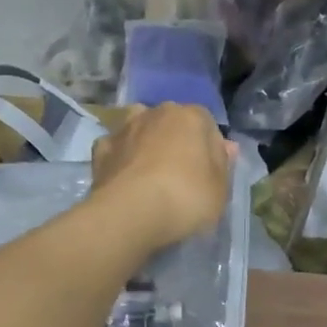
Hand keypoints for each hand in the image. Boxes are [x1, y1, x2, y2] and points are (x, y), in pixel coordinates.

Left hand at [90, 104, 235, 248]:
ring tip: (149, 171)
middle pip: (172, 123)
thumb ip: (223, 165)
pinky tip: (124, 176)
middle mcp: (156, 113)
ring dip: (146, 142)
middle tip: (180, 175)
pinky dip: (120, 158)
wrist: (130, 213)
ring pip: (140, 128)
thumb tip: (226, 147)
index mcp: (191, 117)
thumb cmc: (185, 198)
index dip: (210, 149)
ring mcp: (125, 129)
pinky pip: (116, 148)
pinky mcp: (101, 150)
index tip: (209, 174)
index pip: (207, 125)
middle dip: (176, 142)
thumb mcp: (220, 189)